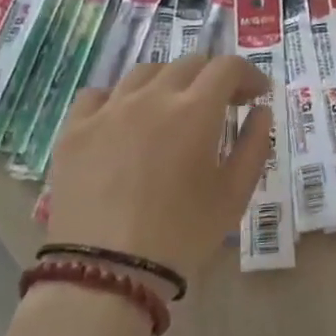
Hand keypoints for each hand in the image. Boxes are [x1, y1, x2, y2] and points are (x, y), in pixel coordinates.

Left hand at [47, 56, 273, 284]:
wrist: (107, 271)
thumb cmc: (181, 234)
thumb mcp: (234, 195)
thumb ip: (254, 146)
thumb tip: (260, 111)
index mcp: (195, 110)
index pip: (227, 67)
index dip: (248, 75)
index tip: (256, 95)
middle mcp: (152, 96)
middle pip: (187, 64)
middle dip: (211, 78)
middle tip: (220, 105)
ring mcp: (108, 109)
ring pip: (144, 73)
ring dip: (168, 83)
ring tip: (172, 110)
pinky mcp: (75, 129)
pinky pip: (99, 94)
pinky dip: (120, 98)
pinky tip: (124, 120)